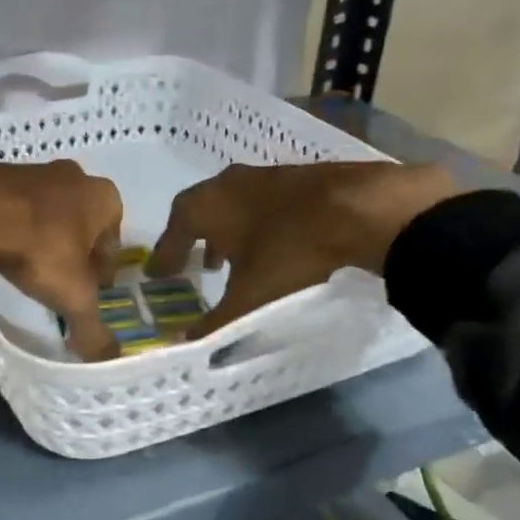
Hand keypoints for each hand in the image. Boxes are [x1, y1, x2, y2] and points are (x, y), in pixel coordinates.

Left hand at [0, 161, 124, 360]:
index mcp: (104, 198)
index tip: (88, 293)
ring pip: (51, 213)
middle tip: (61, 282)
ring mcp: (36, 170)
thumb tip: (108, 358)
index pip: (113, 244)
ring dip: (46, 237)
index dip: (102, 273)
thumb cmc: (40, 250)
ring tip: (30, 268)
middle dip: (75, 253)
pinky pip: (18, 207)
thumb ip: (92, 328)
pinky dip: (17, 226)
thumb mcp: (72, 297)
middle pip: (83, 225)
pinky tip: (4, 249)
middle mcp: (76, 177)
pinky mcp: (1, 173)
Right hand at [147, 161, 458, 337]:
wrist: (360, 208)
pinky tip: (273, 241)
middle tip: (196, 264)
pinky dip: (257, 221)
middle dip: (195, 238)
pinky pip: (263, 201)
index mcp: (205, 206)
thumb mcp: (249, 296)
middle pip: (200, 210)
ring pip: (233, 203)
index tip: (159, 273)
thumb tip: (183, 343)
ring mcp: (263, 175)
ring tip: (233, 257)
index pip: (173, 231)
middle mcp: (227, 184)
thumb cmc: (289, 251)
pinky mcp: (297, 176)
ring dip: (227, 229)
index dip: (165, 255)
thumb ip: (215, 322)